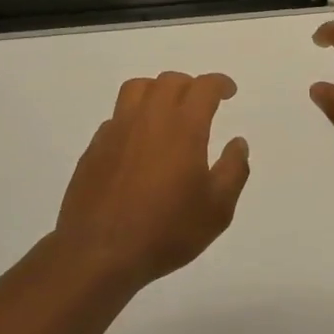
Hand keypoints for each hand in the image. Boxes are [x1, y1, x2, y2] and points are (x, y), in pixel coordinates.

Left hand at [53, 72, 250, 287]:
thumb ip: (233, 171)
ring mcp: (117, 130)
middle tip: (201, 104)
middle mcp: (148, 118)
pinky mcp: (95, 147)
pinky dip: (133, 117)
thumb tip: (238, 143)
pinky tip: (139, 143)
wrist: (99, 252)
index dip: (219, 83)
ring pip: (137, 89)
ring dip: (157, 91)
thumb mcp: (217, 210)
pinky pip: (117, 116)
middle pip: (169, 81)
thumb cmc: (166, 231)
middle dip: (190, 86)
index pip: (203, 87)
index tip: (229, 92)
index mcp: (183, 127)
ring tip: (167, 111)